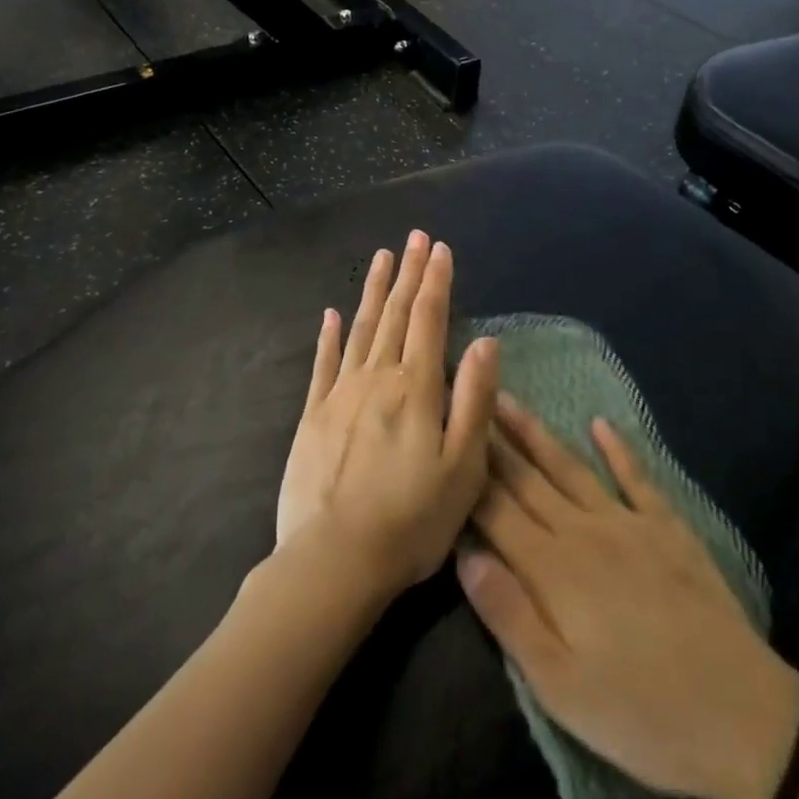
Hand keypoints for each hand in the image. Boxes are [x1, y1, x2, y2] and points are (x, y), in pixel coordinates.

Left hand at [275, 232, 496, 596]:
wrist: (333, 561)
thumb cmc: (411, 520)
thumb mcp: (463, 467)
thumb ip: (475, 400)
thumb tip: (485, 342)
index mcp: (416, 388)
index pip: (429, 319)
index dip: (436, 281)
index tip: (439, 248)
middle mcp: (377, 378)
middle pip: (394, 314)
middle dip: (407, 273)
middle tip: (413, 237)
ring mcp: (339, 394)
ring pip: (360, 328)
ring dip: (372, 291)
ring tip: (380, 258)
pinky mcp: (313, 416)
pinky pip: (323, 363)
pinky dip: (328, 335)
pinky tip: (331, 314)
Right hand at [460, 401, 798, 798]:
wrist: (742, 716)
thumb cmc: (640, 714)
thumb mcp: (560, 686)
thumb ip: (509, 615)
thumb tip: (464, 554)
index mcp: (552, 570)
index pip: (496, 511)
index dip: (468, 474)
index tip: (445, 436)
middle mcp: (583, 532)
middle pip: (528, 479)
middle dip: (493, 440)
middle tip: (468, 394)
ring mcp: (628, 524)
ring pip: (570, 467)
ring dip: (537, 433)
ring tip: (510, 400)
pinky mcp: (668, 529)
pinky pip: (636, 478)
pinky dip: (618, 449)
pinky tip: (600, 425)